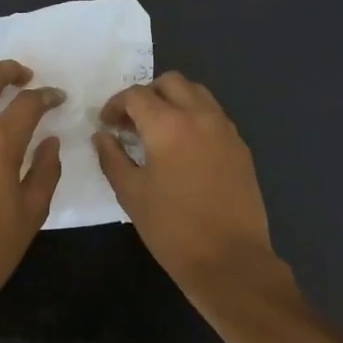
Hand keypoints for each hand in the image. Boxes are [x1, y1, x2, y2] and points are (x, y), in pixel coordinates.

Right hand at [93, 73, 293, 304]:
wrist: (230, 260)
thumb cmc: (172, 229)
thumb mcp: (131, 194)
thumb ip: (112, 158)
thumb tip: (102, 135)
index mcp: (169, 125)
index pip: (136, 95)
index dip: (115, 105)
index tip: (106, 124)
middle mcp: (200, 116)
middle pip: (171, 82)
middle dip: (146, 95)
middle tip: (131, 123)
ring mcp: (225, 129)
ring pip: (197, 93)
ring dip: (173, 101)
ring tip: (158, 131)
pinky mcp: (240, 146)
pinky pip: (214, 115)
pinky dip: (194, 117)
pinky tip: (184, 148)